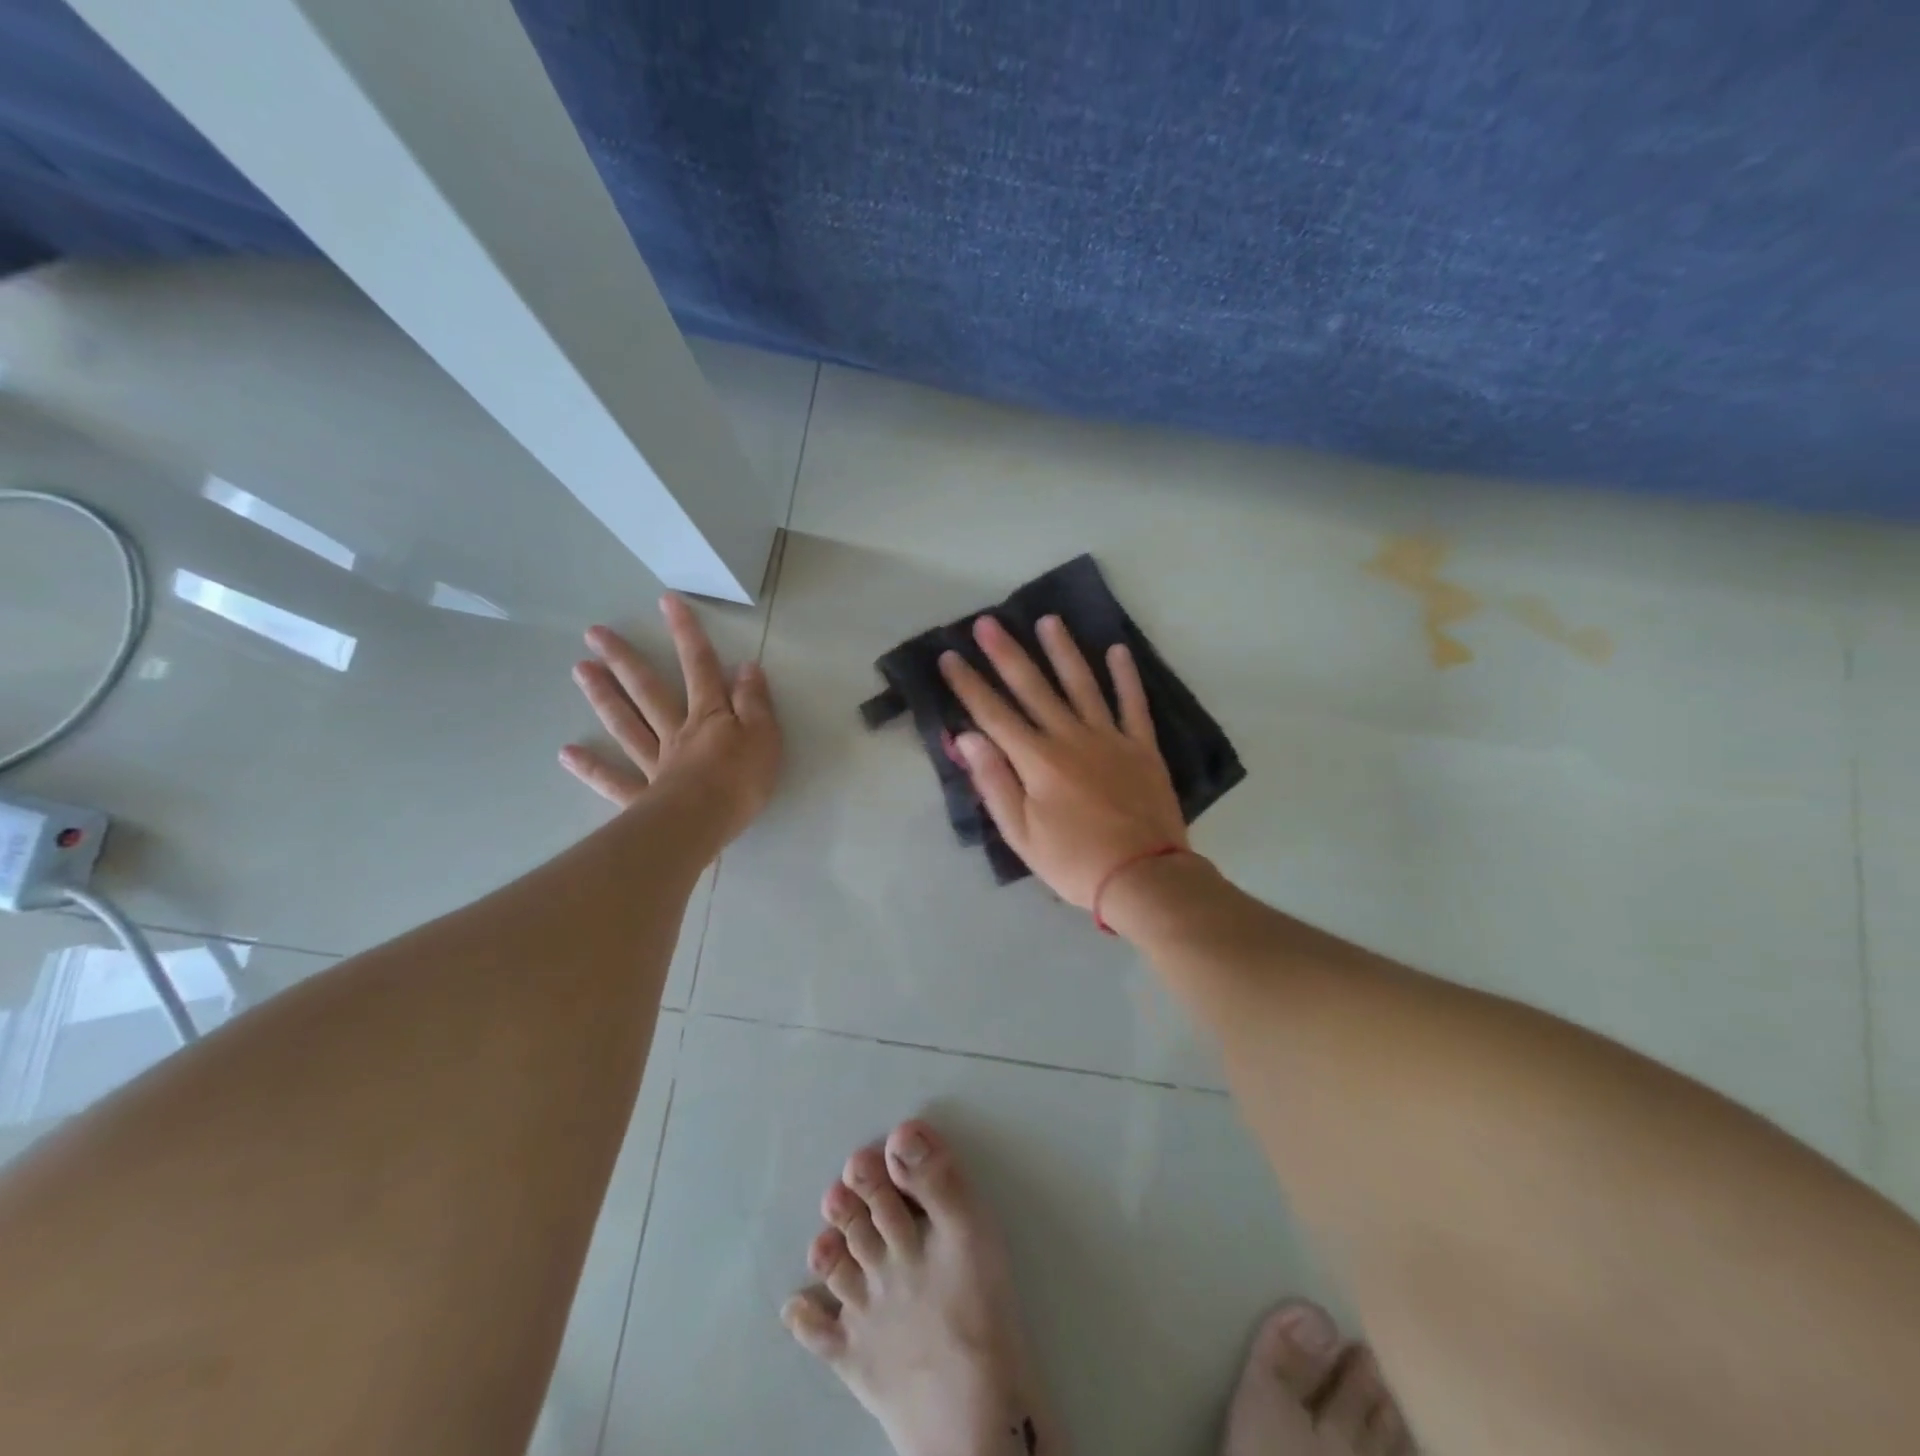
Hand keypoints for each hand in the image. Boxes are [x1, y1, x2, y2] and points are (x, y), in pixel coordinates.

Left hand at [560, 594, 780, 842]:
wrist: (705, 822)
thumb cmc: (741, 780)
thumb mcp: (764, 735)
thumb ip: (754, 702)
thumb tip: (746, 667)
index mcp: (709, 717)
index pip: (700, 668)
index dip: (686, 634)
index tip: (666, 601)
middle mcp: (676, 732)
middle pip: (648, 691)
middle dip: (625, 660)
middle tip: (595, 634)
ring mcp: (655, 764)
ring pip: (627, 725)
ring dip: (604, 697)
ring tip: (580, 670)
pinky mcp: (643, 797)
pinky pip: (614, 780)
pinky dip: (591, 767)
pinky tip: (567, 753)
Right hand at [939, 614, 1186, 909]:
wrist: (1143, 877)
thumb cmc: (1073, 861)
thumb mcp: (1020, 833)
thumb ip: (993, 781)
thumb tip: (965, 737)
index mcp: (1037, 760)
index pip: (993, 714)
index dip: (968, 684)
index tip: (949, 657)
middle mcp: (1070, 737)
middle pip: (1033, 688)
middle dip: (1006, 654)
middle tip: (988, 622)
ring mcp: (1110, 737)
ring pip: (1082, 684)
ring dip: (1063, 650)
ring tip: (1049, 620)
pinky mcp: (1142, 747)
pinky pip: (1133, 703)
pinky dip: (1126, 676)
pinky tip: (1117, 650)